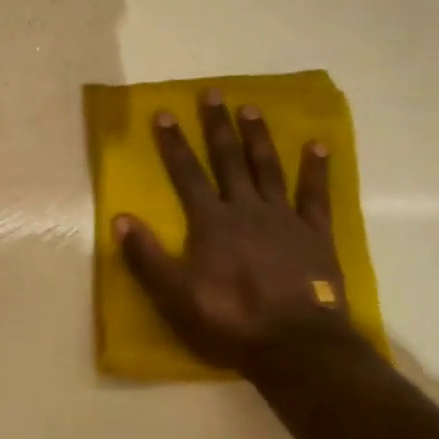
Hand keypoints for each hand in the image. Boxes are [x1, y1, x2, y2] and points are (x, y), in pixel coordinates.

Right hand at [115, 90, 348, 372]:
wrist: (296, 345)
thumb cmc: (231, 321)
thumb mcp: (176, 297)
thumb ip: (147, 257)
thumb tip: (120, 219)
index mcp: (212, 223)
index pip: (187, 174)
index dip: (173, 144)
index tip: (164, 113)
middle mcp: (246, 209)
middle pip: (229, 160)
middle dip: (217, 126)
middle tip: (213, 93)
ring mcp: (284, 219)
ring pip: (268, 168)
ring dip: (258, 137)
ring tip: (251, 108)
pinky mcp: (315, 235)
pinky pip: (316, 195)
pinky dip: (316, 170)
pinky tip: (318, 146)